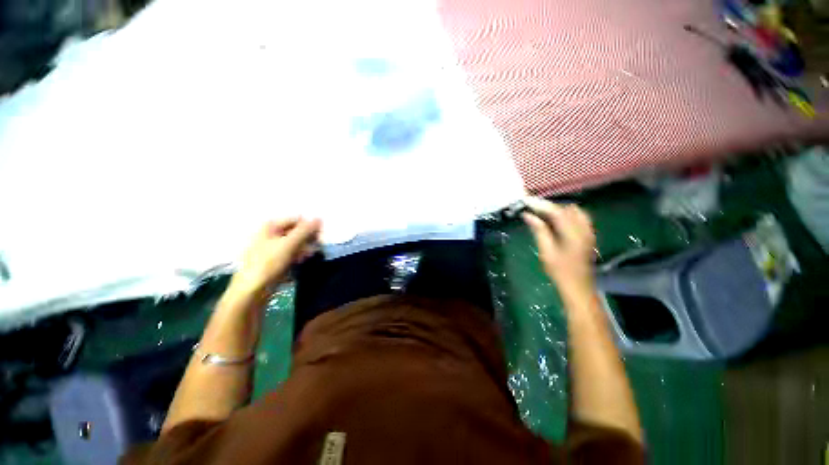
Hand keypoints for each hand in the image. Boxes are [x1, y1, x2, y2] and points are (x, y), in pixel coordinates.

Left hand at [229, 218, 321, 298]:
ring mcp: (272, 246)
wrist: (252, 290)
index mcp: (271, 226)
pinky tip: (301, 261)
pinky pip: (291, 252)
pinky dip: (298, 255)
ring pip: (295, 242)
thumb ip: (305, 231)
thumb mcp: (289, 244)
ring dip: (304, 248)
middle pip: (296, 231)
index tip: (320, 237)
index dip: (310, 227)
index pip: (297, 220)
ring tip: (307, 257)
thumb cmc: (268, 263)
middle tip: (315, 248)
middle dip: (307, 239)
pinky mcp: (274, 258)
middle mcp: (271, 233)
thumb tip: (319, 218)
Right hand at [522, 197, 595, 289]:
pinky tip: (555, 219)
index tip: (526, 202)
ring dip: (557, 209)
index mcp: (573, 233)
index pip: (557, 212)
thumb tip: (528, 215)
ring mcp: (588, 231)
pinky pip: (578, 217)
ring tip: (541, 213)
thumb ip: (539, 231)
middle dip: (548, 206)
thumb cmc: (559, 271)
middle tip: (532, 208)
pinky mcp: (588, 234)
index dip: (541, 205)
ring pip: (573, 211)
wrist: (578, 286)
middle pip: (566, 208)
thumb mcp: (546, 251)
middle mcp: (584, 228)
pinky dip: (566, 214)